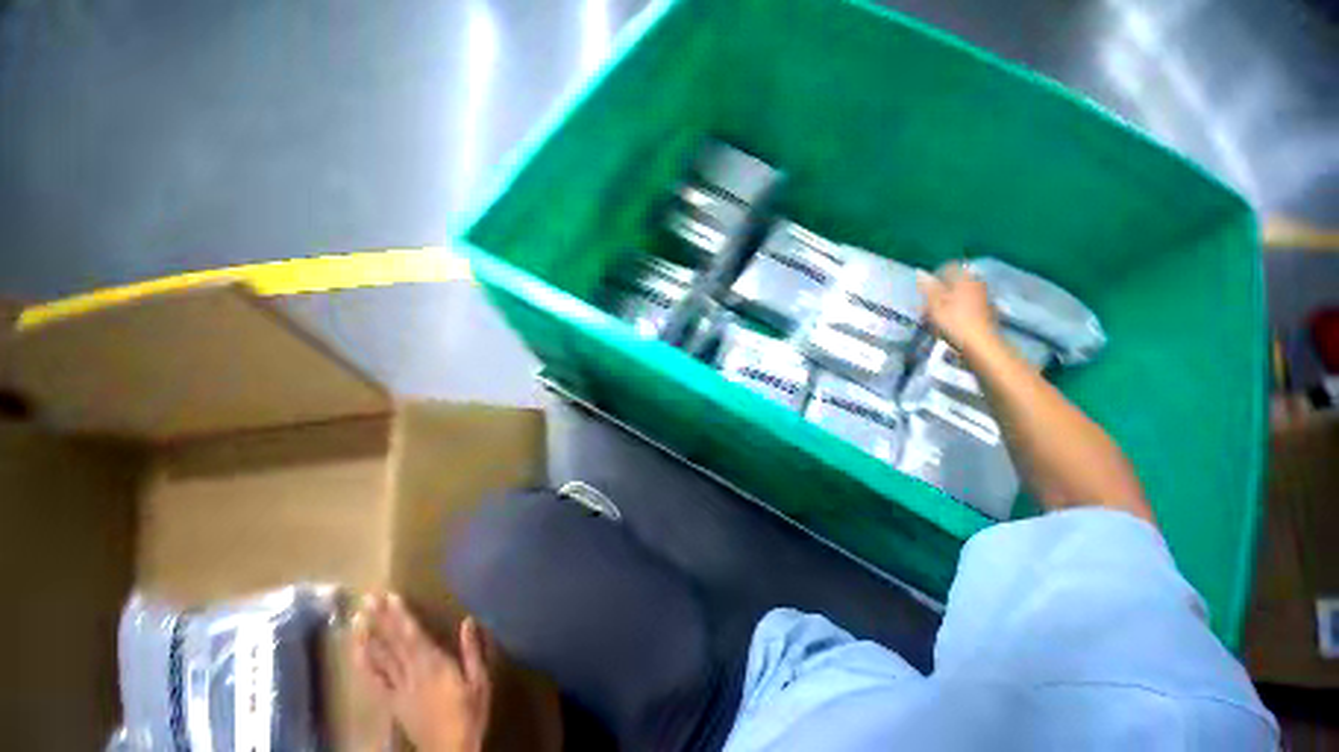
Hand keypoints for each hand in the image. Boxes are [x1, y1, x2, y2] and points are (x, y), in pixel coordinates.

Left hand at [352, 593, 491, 751]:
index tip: (390, 596)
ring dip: (367, 638)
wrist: (450, 750)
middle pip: (393, 643)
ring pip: (379, 660)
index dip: (400, 616)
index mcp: (434, 665)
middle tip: (367, 598)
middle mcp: (412, 673)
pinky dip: (363, 666)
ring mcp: (398, 689)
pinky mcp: (392, 703)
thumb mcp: (480, 681)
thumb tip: (468, 620)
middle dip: (380, 619)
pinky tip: (357, 653)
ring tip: (356, 619)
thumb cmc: (469, 712)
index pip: (413, 635)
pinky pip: (374, 682)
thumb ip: (472, 651)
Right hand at [916, 263, 1000, 356]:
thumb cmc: (954, 323)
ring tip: (935, 316)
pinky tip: (949, 322)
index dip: (935, 276)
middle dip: (940, 290)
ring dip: (947, 301)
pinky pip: (967, 304)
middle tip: (927, 305)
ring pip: (960, 293)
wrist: (980, 344)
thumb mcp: (934, 305)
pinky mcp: (986, 310)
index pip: (949, 267)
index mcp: (964, 279)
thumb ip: (928, 288)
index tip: (924, 289)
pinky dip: (956, 309)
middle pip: (955, 281)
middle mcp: (976, 284)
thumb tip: (921, 273)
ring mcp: (983, 297)